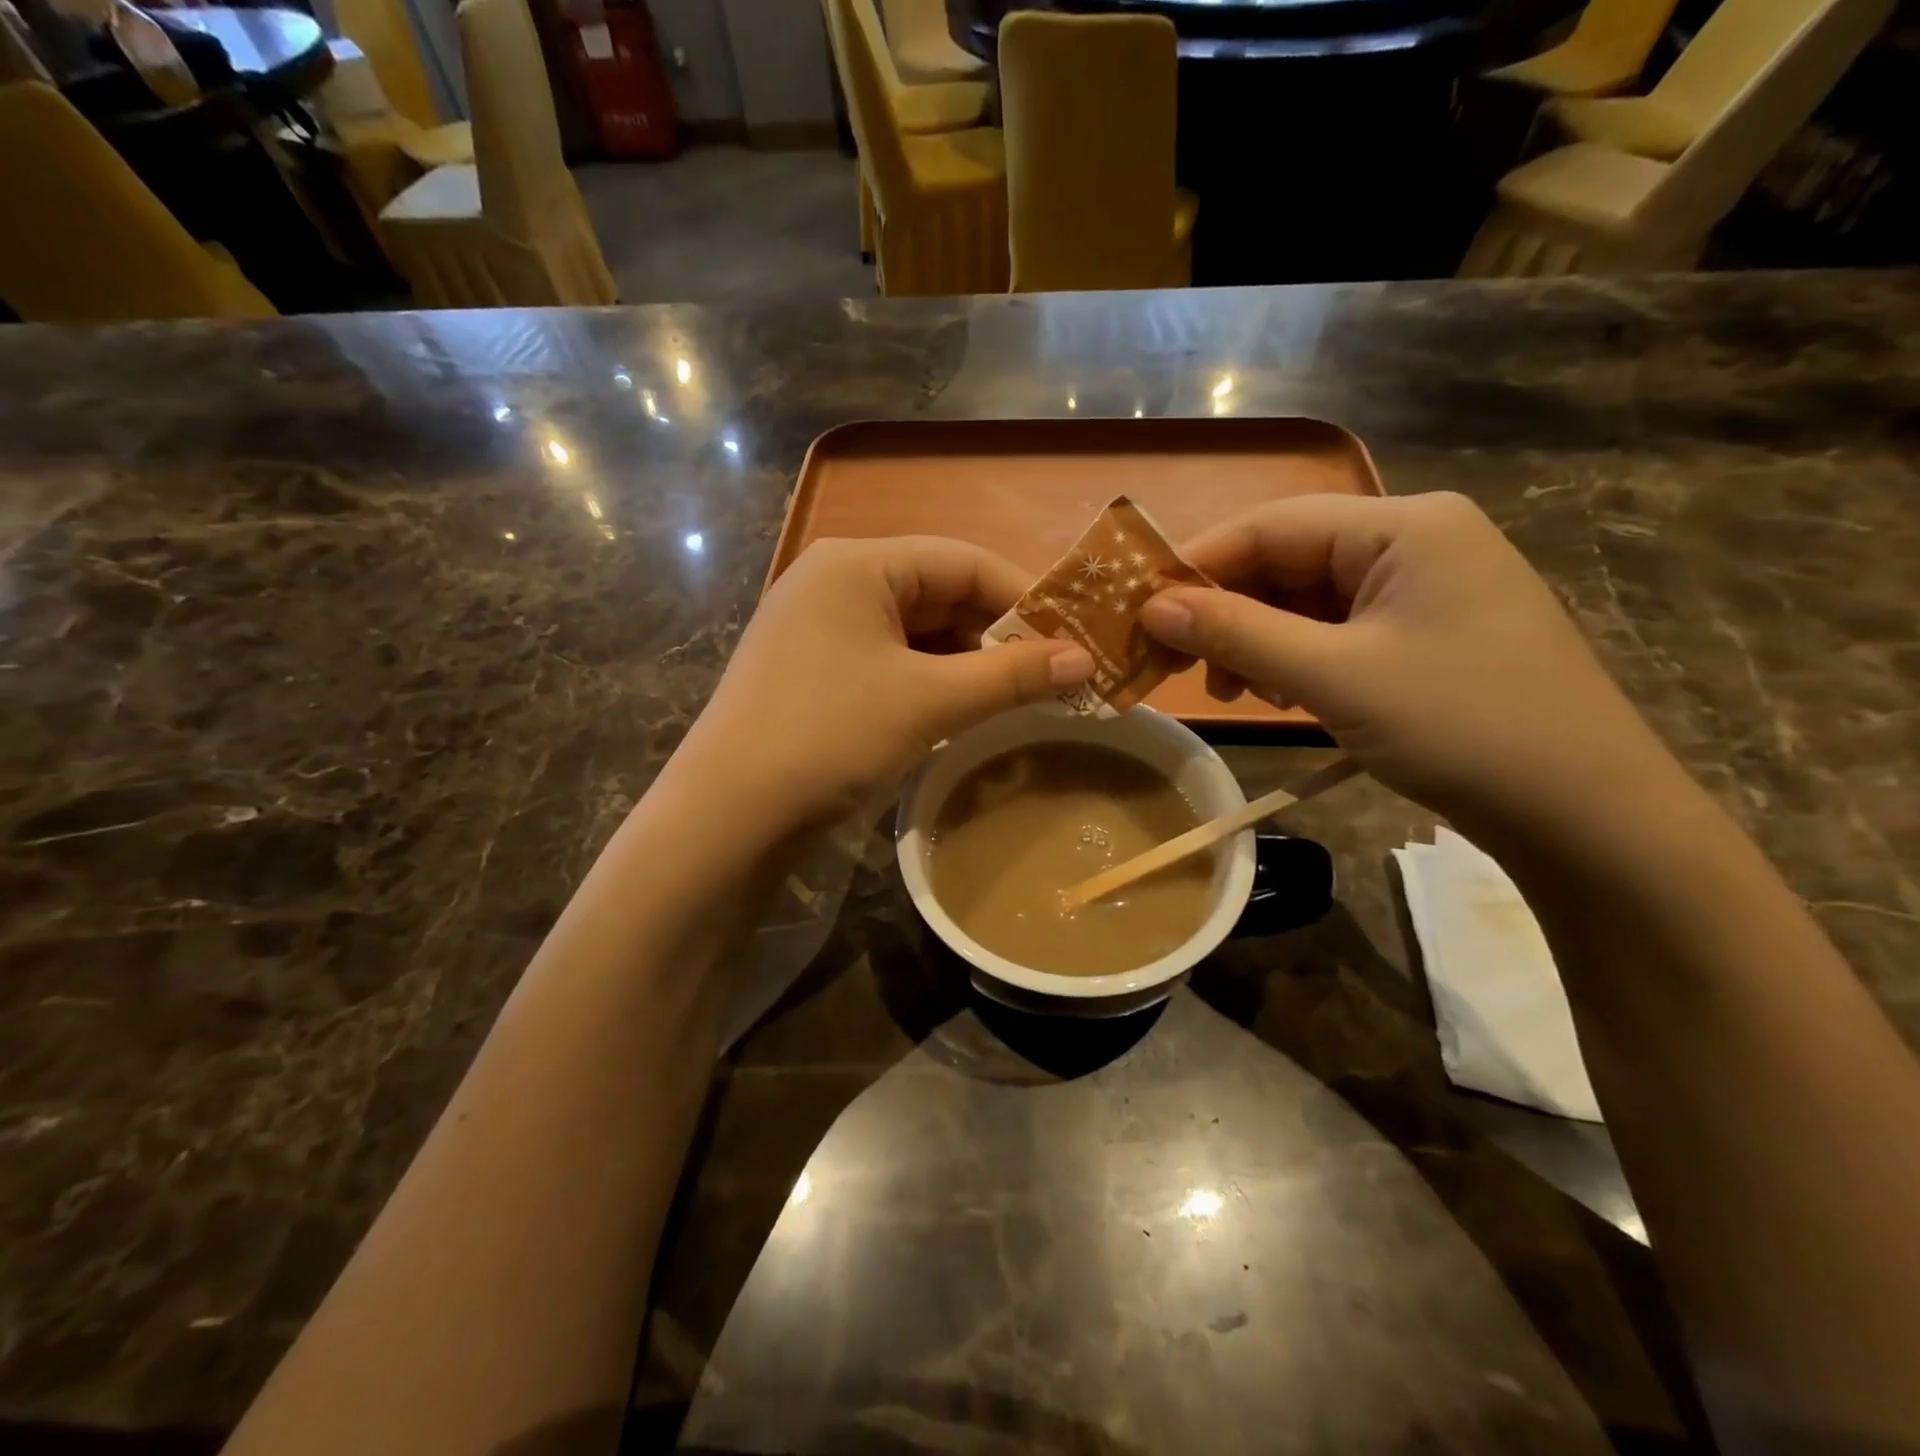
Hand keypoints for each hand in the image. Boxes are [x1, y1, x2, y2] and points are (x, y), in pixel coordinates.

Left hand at [670, 537, 1092, 831]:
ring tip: (1017, 695)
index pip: (963, 560)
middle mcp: (834, 579)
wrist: (728, 814)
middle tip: (1053, 674)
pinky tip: (960, 708)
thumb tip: (1085, 661)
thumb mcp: (929, 702)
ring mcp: (817, 624)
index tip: (1074, 637)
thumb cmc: (830, 737)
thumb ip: (1011, 675)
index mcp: (858, 563)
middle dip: (997, 634)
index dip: (1025, 597)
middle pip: (939, 593)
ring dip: (967, 661)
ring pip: (915, 630)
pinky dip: (930, 679)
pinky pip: (888, 658)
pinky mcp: (812, 666)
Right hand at [1139, 493, 1680, 836]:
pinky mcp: (1429, 634)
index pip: (1271, 525)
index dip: (1198, 565)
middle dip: (1229, 611)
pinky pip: (1340, 630)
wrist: (1586, 814)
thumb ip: (1236, 633)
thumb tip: (1152, 608)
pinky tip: (1281, 693)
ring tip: (1232, 689)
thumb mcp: (1334, 676)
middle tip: (1180, 664)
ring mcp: (1427, 589)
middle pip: (1289, 561)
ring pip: (1310, 599)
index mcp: (1403, 525)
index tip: (1141, 612)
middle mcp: (1416, 541)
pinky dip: (1298, 658)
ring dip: (1259, 640)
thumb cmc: (1461, 726)